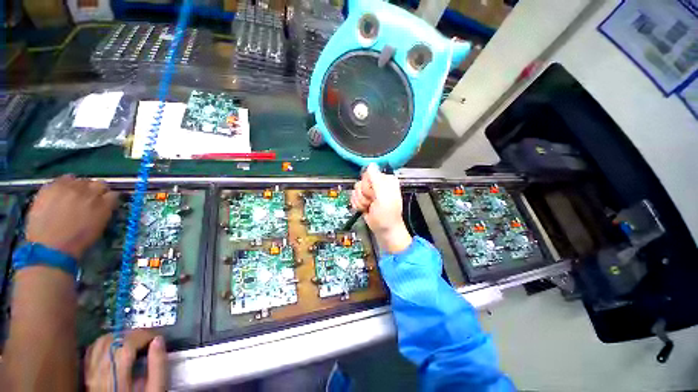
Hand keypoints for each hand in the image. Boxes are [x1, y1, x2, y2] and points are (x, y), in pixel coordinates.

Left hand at [26, 175, 118, 259]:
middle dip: (96, 190)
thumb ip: (104, 210)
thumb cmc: (77, 241)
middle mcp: (89, 192)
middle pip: (98, 183)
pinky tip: (61, 194)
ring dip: (80, 186)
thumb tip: (105, 203)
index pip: (113, 194)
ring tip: (74, 196)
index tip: (105, 203)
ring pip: (80, 179)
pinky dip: (65, 184)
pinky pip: (63, 179)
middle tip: (89, 199)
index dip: (109, 198)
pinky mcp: (53, 187)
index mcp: (104, 204)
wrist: (50, 247)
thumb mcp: (99, 227)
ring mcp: (69, 188)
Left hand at [85, 330, 166, 391]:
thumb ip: (158, 367)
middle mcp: (98, 375)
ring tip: (134, 341)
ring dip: (119, 336)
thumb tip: (159, 340)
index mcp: (116, 380)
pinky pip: (91, 350)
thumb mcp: (155, 390)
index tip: (157, 336)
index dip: (143, 335)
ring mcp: (89, 375)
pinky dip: (105, 343)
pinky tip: (116, 347)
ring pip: (100, 343)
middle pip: (112, 342)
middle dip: (133, 335)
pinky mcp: (87, 374)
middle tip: (147, 338)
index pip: (126, 346)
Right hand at [351, 163, 411, 253]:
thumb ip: (377, 179)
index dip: (368, 184)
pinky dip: (357, 205)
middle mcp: (377, 184)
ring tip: (369, 207)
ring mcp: (369, 192)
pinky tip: (364, 209)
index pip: (369, 173)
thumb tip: (371, 164)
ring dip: (361, 201)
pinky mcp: (363, 199)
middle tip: (372, 202)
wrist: (383, 230)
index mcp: (385, 180)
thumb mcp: (384, 196)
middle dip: (364, 194)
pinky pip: (353, 197)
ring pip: (356, 190)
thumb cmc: (387, 214)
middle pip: (361, 182)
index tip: (374, 194)